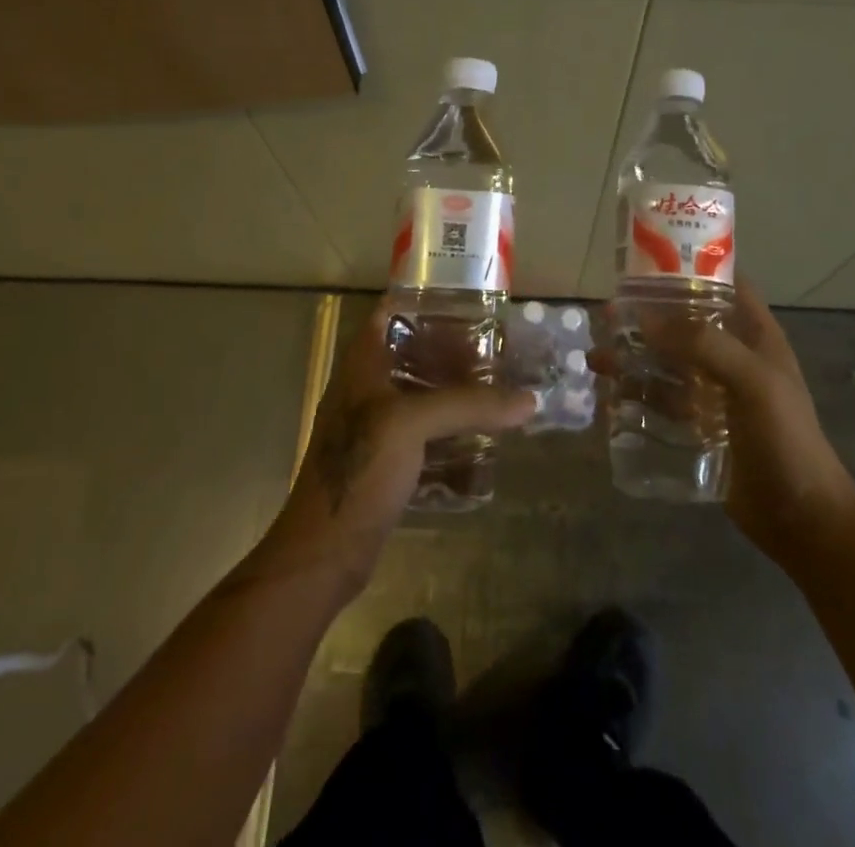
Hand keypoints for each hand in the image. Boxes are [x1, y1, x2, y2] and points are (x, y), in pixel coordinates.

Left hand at [259, 300, 535, 595]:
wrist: (325, 552)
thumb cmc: (359, 469)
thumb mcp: (411, 423)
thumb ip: (469, 405)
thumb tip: (529, 400)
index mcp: (362, 367)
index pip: (388, 314)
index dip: (422, 302)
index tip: (465, 301)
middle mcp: (367, 391)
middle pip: (412, 355)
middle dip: (451, 350)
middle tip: (494, 348)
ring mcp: (376, 429)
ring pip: (421, 396)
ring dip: (455, 393)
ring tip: (497, 388)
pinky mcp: (388, 464)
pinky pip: (427, 436)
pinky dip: (452, 433)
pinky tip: (483, 438)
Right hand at [598, 278, 854, 567]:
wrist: (801, 520)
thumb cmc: (786, 439)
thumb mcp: (753, 381)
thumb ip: (703, 344)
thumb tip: (645, 318)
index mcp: (755, 336)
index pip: (722, 286)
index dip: (689, 270)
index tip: (646, 266)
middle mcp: (732, 357)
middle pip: (684, 324)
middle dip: (647, 318)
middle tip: (608, 316)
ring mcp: (714, 394)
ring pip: (667, 364)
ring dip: (634, 358)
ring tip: (597, 360)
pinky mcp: (699, 427)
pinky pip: (662, 402)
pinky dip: (636, 395)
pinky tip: (609, 397)